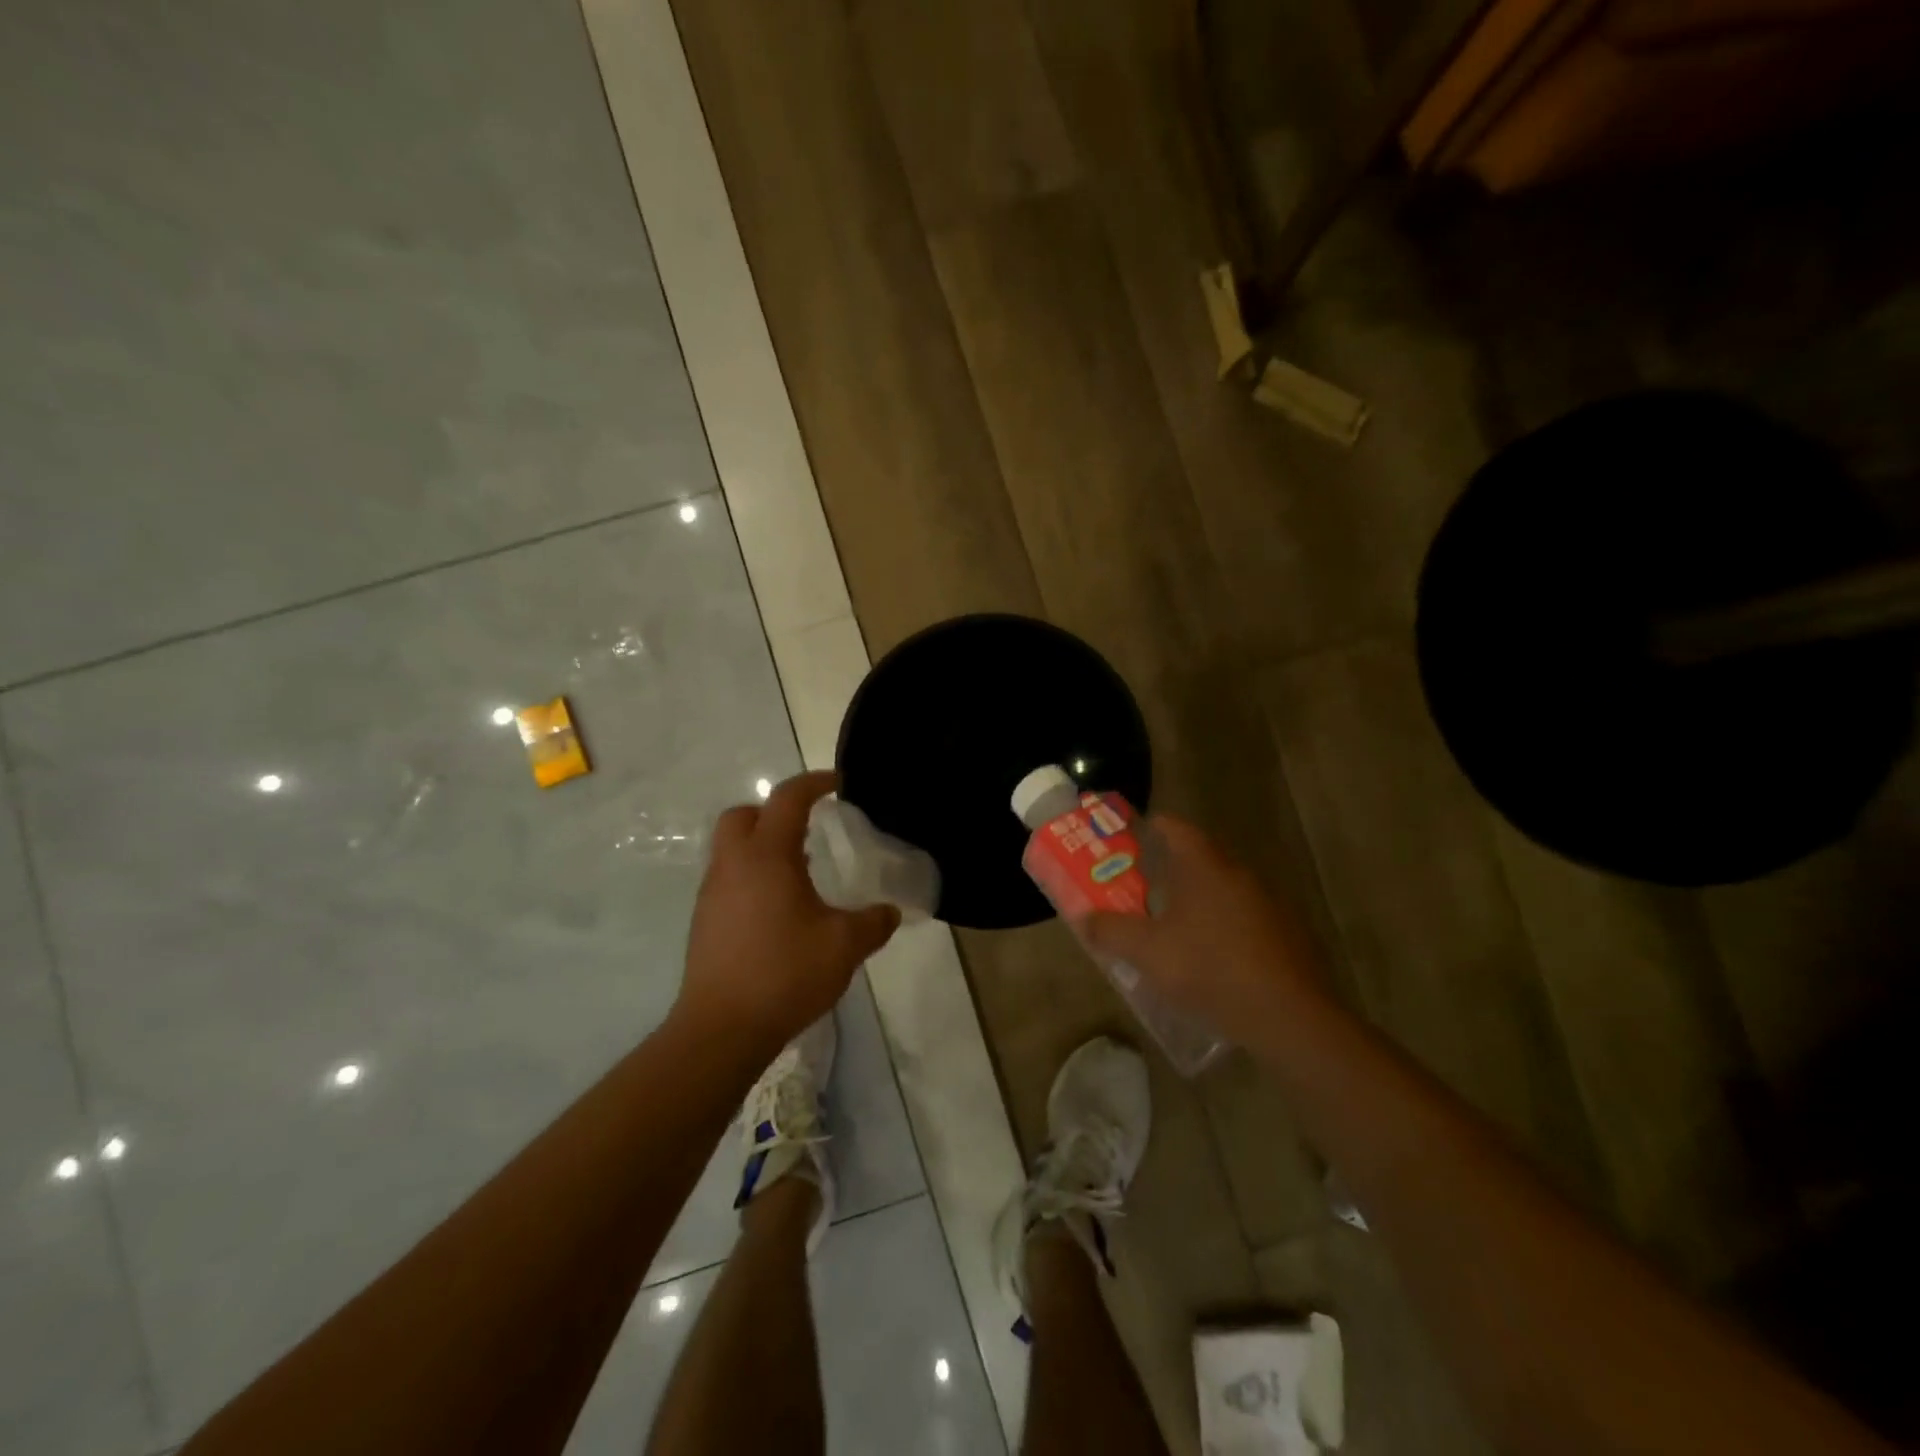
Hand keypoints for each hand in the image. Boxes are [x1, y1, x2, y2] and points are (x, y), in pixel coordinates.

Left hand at [677, 771, 899, 1055]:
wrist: (722, 1028)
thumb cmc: (785, 973)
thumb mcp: (845, 946)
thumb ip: (873, 922)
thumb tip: (890, 912)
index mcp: (767, 856)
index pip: (787, 799)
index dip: (814, 784)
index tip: (837, 784)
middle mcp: (733, 865)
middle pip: (744, 815)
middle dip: (775, 812)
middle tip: (808, 829)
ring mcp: (712, 894)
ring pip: (732, 849)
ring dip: (763, 846)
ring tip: (801, 873)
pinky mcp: (704, 921)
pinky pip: (729, 879)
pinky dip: (753, 877)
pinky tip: (779, 910)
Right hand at [1079, 815, 1327, 1033]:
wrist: (1290, 1016)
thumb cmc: (1209, 969)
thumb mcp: (1147, 952)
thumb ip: (1110, 931)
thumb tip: (1085, 918)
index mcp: (1204, 866)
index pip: (1175, 827)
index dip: (1150, 827)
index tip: (1131, 838)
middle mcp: (1238, 874)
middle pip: (1198, 858)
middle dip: (1169, 870)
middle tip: (1141, 888)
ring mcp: (1268, 903)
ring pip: (1223, 891)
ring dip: (1198, 902)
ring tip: (1172, 928)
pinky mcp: (1288, 934)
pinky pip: (1246, 919)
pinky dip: (1224, 928)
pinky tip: (1213, 959)